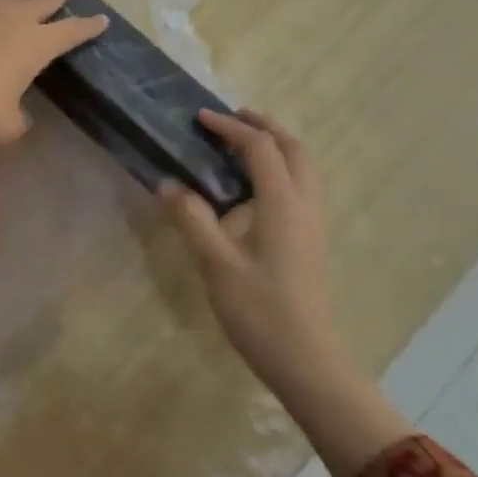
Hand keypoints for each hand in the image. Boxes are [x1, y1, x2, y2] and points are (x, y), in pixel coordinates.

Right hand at [162, 111, 411, 476]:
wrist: (305, 358)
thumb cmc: (259, 309)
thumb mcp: (215, 263)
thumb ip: (191, 218)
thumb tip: (165, 183)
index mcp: (282, 203)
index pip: (260, 148)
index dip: (230, 128)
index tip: (199, 118)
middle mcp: (304, 204)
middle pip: (293, 148)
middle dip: (264, 126)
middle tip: (230, 119)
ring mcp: (312, 223)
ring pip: (302, 167)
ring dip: (275, 146)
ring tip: (240, 145)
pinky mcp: (310, 240)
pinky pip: (299, 187)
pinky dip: (278, 169)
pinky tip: (252, 187)